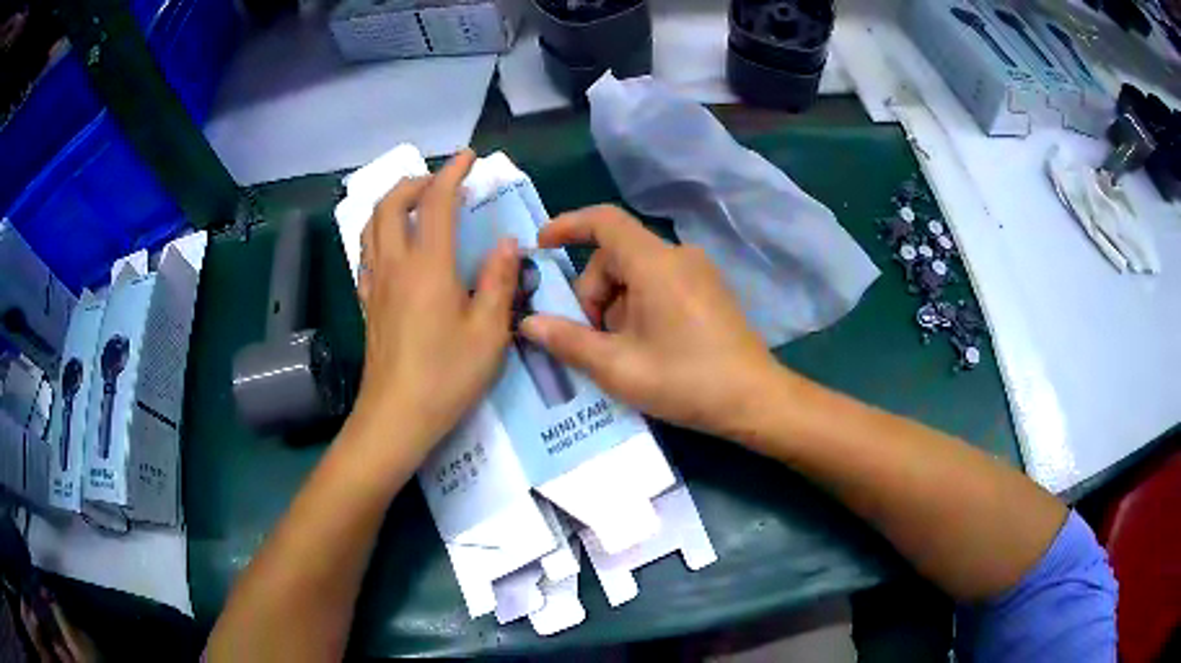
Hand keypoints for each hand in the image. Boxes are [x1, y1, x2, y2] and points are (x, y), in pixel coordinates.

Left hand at [353, 150, 518, 451]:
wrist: (395, 417)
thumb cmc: (446, 377)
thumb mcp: (489, 333)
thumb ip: (499, 281)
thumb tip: (507, 243)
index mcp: (428, 266)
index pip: (436, 202)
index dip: (452, 173)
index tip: (469, 158)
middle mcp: (395, 265)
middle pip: (391, 203)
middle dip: (416, 181)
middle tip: (442, 182)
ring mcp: (374, 284)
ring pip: (371, 225)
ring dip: (392, 202)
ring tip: (416, 204)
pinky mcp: (366, 303)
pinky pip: (366, 252)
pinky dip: (379, 232)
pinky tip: (395, 246)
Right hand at [520, 205, 782, 437]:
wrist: (755, 400)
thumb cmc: (686, 381)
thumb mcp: (618, 367)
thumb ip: (568, 341)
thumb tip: (529, 323)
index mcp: (655, 263)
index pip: (604, 221)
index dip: (568, 226)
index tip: (541, 247)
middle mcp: (678, 256)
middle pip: (616, 256)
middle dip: (593, 294)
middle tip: (593, 341)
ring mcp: (698, 272)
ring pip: (636, 273)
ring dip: (616, 306)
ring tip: (623, 353)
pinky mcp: (708, 290)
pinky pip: (659, 284)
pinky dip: (639, 307)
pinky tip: (646, 347)